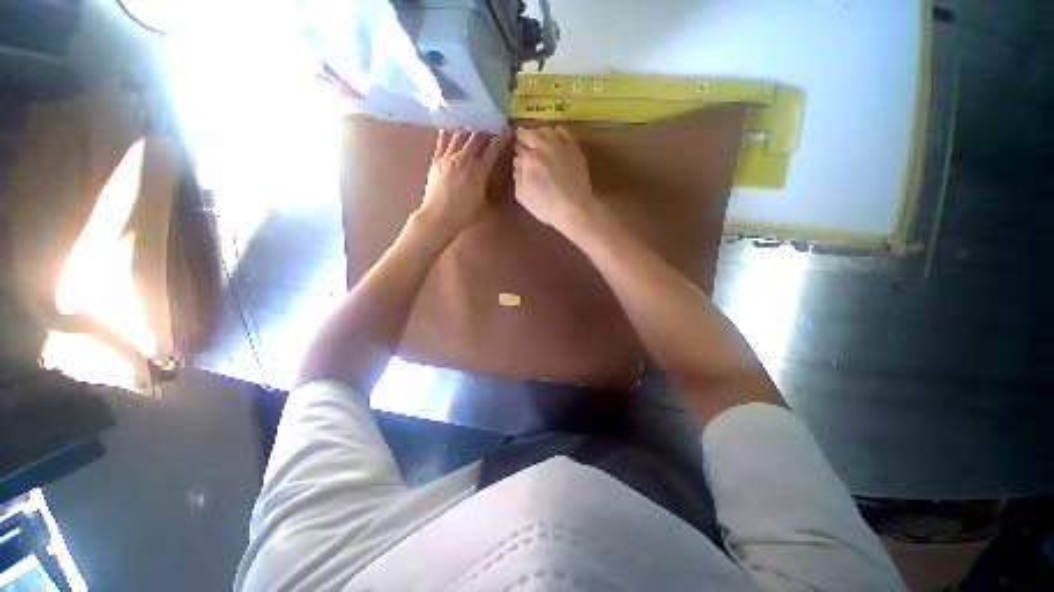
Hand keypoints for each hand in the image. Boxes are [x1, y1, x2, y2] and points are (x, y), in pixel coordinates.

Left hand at [419, 128, 510, 235]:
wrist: (439, 216)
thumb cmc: (464, 214)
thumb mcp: (484, 203)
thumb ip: (488, 187)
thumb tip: (491, 178)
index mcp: (479, 170)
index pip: (493, 148)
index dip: (501, 138)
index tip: (507, 131)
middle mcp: (464, 158)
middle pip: (477, 137)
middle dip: (486, 131)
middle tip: (491, 129)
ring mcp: (448, 157)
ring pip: (460, 135)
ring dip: (469, 130)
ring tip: (473, 129)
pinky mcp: (436, 160)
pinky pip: (442, 141)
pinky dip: (449, 133)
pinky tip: (452, 129)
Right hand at [513, 126, 596, 230]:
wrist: (574, 208)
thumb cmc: (545, 206)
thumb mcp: (523, 196)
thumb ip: (518, 177)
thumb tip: (517, 164)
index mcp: (528, 159)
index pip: (517, 147)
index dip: (514, 148)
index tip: (513, 149)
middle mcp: (543, 147)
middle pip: (530, 134)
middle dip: (523, 135)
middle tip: (520, 136)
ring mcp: (560, 146)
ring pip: (547, 130)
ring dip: (539, 132)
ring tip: (537, 136)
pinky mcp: (574, 149)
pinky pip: (565, 133)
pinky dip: (558, 131)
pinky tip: (556, 133)